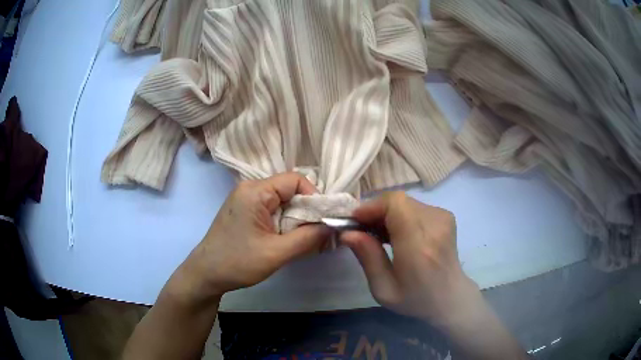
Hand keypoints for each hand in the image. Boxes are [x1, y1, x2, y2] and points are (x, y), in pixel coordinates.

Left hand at [177, 173, 330, 302]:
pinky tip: (287, 239)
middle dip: (306, 211)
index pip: (295, 180)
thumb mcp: (276, 253)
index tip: (323, 220)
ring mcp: (245, 200)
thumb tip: (332, 226)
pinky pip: (271, 210)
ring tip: (304, 239)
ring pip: (282, 201)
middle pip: (289, 190)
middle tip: (317, 233)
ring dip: (296, 219)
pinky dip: (284, 223)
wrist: (206, 274)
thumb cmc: (238, 262)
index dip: (314, 196)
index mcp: (255, 191)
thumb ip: (308, 238)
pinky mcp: (244, 212)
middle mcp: (250, 189)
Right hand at [341, 192, 478, 325]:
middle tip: (363, 231)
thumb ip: (367, 257)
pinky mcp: (446, 216)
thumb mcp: (383, 289)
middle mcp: (435, 225)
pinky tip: (398, 234)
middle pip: (398, 200)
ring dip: (387, 214)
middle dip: (376, 211)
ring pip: (405, 202)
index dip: (372, 207)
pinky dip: (401, 215)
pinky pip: (415, 206)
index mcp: (419, 246)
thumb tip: (348, 232)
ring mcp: (443, 218)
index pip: (395, 204)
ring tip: (380, 235)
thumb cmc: (415, 299)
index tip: (355, 222)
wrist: (451, 296)